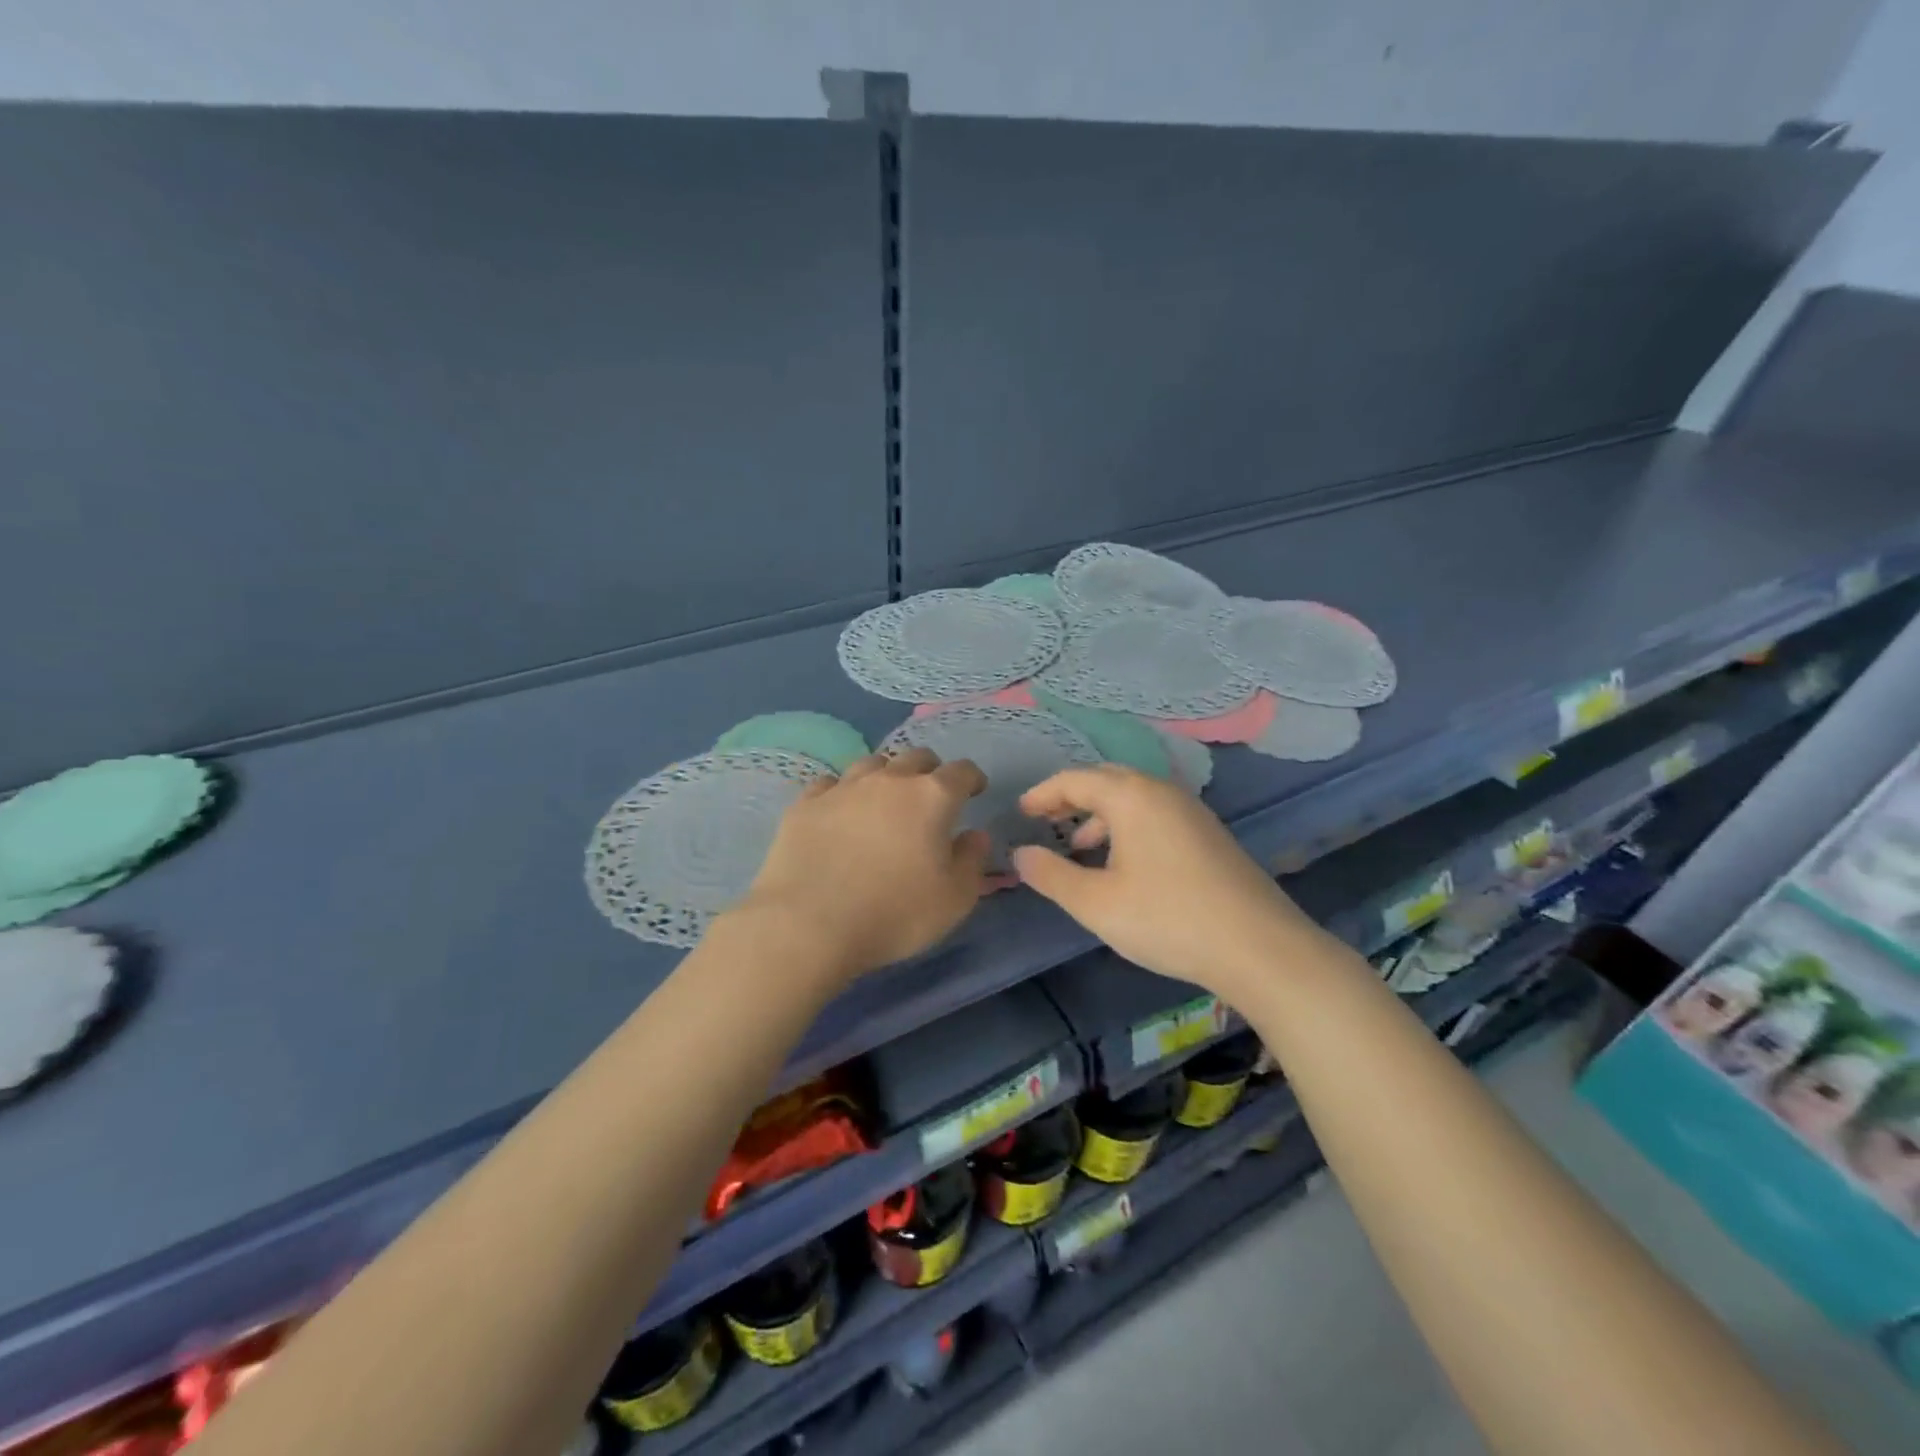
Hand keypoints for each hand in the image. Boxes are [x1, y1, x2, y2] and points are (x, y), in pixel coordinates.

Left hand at [730, 749, 990, 979]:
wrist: (807, 924)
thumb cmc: (894, 914)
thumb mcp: (954, 899)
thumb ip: (972, 860)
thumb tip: (975, 835)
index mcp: (932, 796)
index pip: (961, 771)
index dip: (972, 778)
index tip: (975, 790)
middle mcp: (889, 780)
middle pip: (916, 757)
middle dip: (930, 771)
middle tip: (931, 795)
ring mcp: (843, 788)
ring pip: (872, 763)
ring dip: (887, 775)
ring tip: (886, 799)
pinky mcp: (805, 804)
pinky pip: (831, 784)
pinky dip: (843, 792)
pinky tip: (841, 811)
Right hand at [1011, 765, 1326, 1003]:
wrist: (1259, 947)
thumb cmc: (1167, 919)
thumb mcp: (1096, 904)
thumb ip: (1051, 875)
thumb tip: (1019, 854)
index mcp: (1131, 796)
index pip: (1074, 779)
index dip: (1042, 794)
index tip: (1020, 813)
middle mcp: (1162, 791)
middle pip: (1106, 780)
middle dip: (1071, 797)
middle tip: (1045, 821)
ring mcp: (1191, 811)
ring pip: (1133, 797)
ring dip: (1100, 814)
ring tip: (1080, 847)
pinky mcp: (1209, 833)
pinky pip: (1155, 813)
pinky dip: (1127, 825)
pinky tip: (1124, 864)